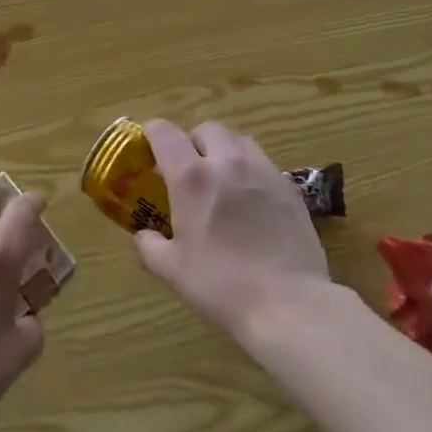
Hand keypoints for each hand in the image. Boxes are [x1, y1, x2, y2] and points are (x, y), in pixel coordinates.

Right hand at [133, 120, 331, 337]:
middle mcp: (226, 161)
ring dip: (223, 150)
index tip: (148, 150)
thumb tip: (143, 234)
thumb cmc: (222, 285)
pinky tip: (251, 200)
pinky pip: (263, 162)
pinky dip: (250, 170)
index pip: (164, 132)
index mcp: (192, 177)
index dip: (151, 134)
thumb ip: (150, 245)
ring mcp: (262, 170)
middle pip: (205, 129)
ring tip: (222, 178)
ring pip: (237, 140)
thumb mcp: (172, 270)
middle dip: (192, 142)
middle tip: (189, 171)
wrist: (288, 302)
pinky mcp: (288, 185)